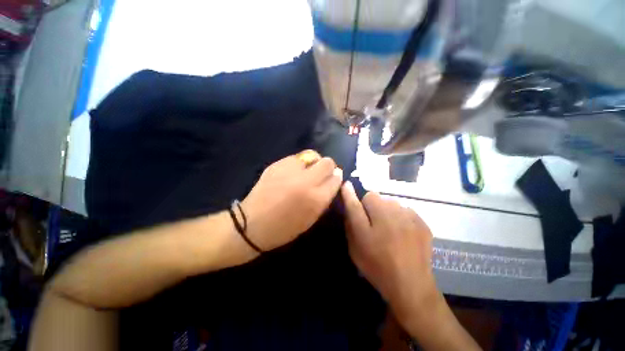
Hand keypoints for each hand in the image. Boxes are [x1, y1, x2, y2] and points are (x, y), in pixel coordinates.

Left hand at [242, 151, 342, 251]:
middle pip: (327, 162)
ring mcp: (290, 170)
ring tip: (306, 171)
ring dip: (313, 162)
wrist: (252, 224)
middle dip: (328, 167)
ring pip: (312, 155)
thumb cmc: (285, 227)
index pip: (336, 178)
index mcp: (316, 198)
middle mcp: (306, 180)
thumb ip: (325, 197)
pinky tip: (291, 173)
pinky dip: (298, 163)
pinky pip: (295, 157)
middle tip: (321, 174)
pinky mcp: (277, 164)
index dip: (336, 177)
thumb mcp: (312, 217)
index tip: (333, 178)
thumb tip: (334, 178)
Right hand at [341, 182, 437, 323]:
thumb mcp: (355, 250)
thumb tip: (350, 207)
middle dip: (370, 205)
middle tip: (373, 220)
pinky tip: (403, 231)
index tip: (346, 185)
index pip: (354, 204)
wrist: (411, 286)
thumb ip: (350, 226)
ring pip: (390, 202)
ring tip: (389, 226)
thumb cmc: (377, 268)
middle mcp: (387, 219)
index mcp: (368, 229)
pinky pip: (404, 209)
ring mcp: (407, 218)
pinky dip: (400, 216)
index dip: (349, 194)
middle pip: (374, 197)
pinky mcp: (421, 222)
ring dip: (386, 210)